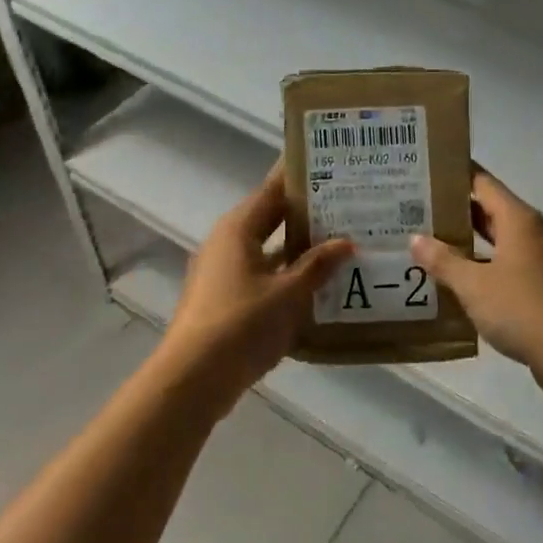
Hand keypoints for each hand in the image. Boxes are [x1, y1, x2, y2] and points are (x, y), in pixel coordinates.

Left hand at [163, 163, 352, 397]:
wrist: (193, 379)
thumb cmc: (242, 324)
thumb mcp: (289, 294)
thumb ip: (318, 265)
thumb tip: (347, 242)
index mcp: (238, 228)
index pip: (273, 189)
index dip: (301, 176)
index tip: (332, 164)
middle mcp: (227, 243)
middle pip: (271, 218)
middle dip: (308, 213)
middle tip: (349, 204)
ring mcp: (224, 272)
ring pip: (269, 250)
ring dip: (300, 249)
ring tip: (343, 243)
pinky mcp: (226, 300)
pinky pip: (263, 276)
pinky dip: (288, 276)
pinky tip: (319, 285)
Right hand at [410, 170, 542, 397]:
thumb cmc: (523, 308)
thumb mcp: (474, 285)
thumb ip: (444, 261)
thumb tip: (416, 238)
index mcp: (518, 220)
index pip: (482, 182)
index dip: (454, 174)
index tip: (423, 170)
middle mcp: (529, 233)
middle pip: (487, 211)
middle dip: (452, 210)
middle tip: (411, 208)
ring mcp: (535, 261)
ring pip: (493, 242)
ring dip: (463, 243)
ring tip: (423, 242)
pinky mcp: (536, 288)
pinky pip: (500, 268)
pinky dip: (477, 269)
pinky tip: (449, 280)